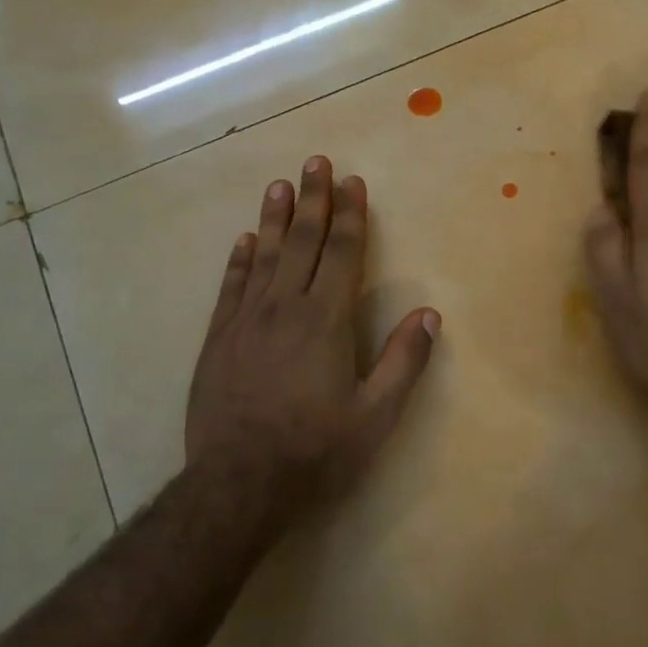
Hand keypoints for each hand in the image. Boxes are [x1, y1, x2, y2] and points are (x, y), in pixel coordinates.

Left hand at [187, 157, 439, 510]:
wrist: (238, 483)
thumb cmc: (316, 450)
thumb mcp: (376, 415)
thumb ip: (404, 361)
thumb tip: (429, 313)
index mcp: (326, 321)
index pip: (342, 254)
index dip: (350, 216)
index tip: (352, 183)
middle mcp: (285, 308)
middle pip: (303, 243)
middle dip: (313, 200)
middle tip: (315, 162)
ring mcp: (246, 321)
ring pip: (265, 256)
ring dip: (275, 218)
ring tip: (280, 185)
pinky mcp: (218, 339)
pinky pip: (232, 287)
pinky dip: (240, 260)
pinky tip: (245, 240)